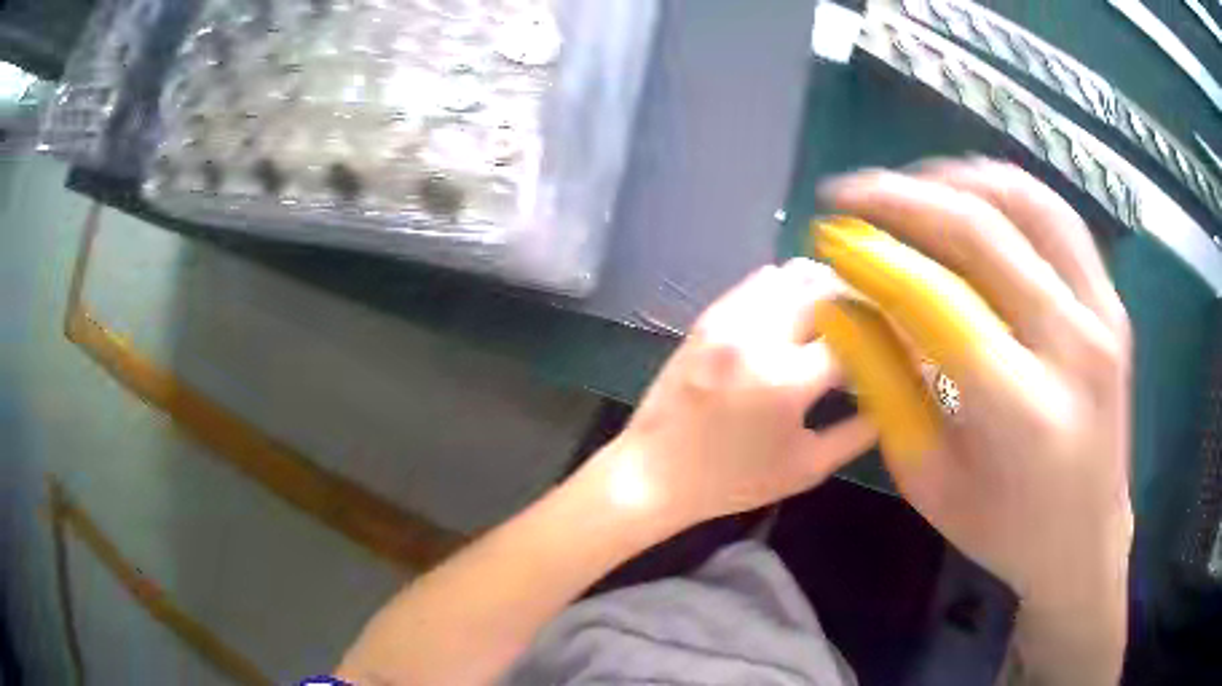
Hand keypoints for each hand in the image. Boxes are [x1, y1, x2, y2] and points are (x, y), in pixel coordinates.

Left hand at [585, 259, 876, 531]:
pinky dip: (788, 287)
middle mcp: (759, 335)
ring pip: (793, 274)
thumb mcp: (806, 468)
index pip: (856, 336)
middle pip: (827, 288)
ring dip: (825, 287)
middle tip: (875, 321)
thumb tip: (892, 399)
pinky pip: (759, 281)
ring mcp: (728, 319)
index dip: (888, 337)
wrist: (653, 472)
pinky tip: (797, 310)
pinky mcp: (709, 316)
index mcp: (786, 380)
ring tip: (840, 312)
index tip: (902, 342)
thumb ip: (857, 433)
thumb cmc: (731, 481)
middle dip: (860, 301)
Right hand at [822, 159, 1130, 680]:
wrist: (1084, 540)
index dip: (875, 256)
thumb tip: (843, 305)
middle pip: (983, 232)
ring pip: (1027, 203)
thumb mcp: (928, 478)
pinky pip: (1058, 219)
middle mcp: (1073, 346)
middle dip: (903, 199)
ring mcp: (1103, 316)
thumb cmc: (1003, 529)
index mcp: (1022, 411)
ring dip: (958, 181)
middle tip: (853, 193)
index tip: (828, 236)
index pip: (938, 300)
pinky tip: (972, 197)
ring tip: (910, 188)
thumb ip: (886, 385)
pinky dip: (1008, 193)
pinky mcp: (1112, 304)